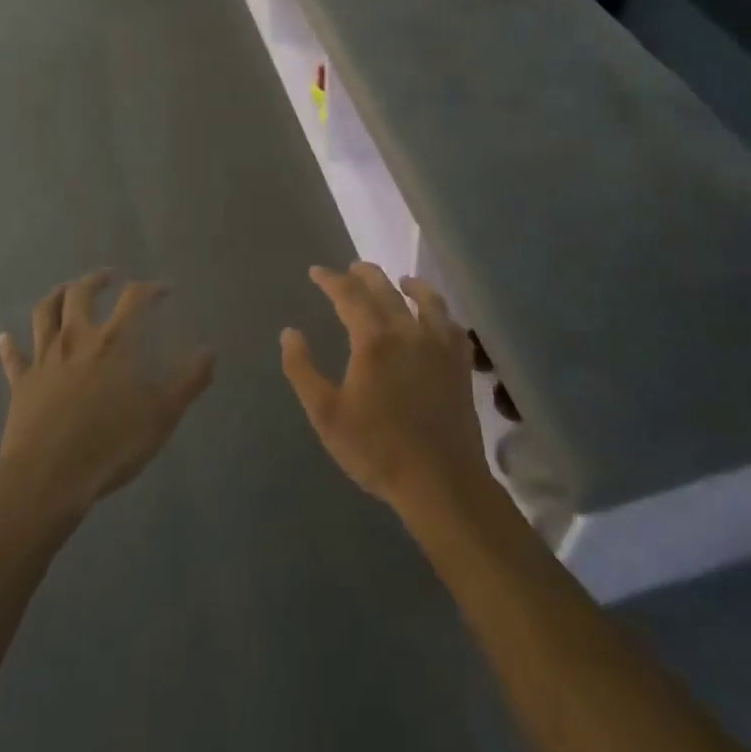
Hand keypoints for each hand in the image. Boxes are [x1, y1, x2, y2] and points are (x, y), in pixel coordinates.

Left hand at [0, 272, 214, 522]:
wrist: (49, 478)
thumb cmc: (111, 444)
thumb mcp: (163, 415)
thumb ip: (188, 380)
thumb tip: (209, 351)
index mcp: (114, 343)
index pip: (134, 300)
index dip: (151, 288)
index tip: (165, 289)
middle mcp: (77, 339)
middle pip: (80, 295)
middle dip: (95, 281)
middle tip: (107, 277)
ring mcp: (45, 359)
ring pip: (45, 314)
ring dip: (56, 296)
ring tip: (65, 290)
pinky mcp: (21, 384)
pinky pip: (13, 358)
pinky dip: (9, 344)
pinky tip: (4, 336)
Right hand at [281, 263, 494, 518]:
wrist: (440, 482)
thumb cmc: (376, 449)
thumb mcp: (325, 413)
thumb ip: (302, 369)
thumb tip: (289, 332)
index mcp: (373, 339)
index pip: (348, 295)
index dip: (330, 280)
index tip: (316, 272)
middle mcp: (408, 331)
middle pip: (385, 289)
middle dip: (365, 274)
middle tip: (351, 269)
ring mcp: (440, 346)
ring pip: (427, 299)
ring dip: (409, 285)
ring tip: (401, 281)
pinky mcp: (460, 364)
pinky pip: (452, 325)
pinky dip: (440, 313)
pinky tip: (436, 318)